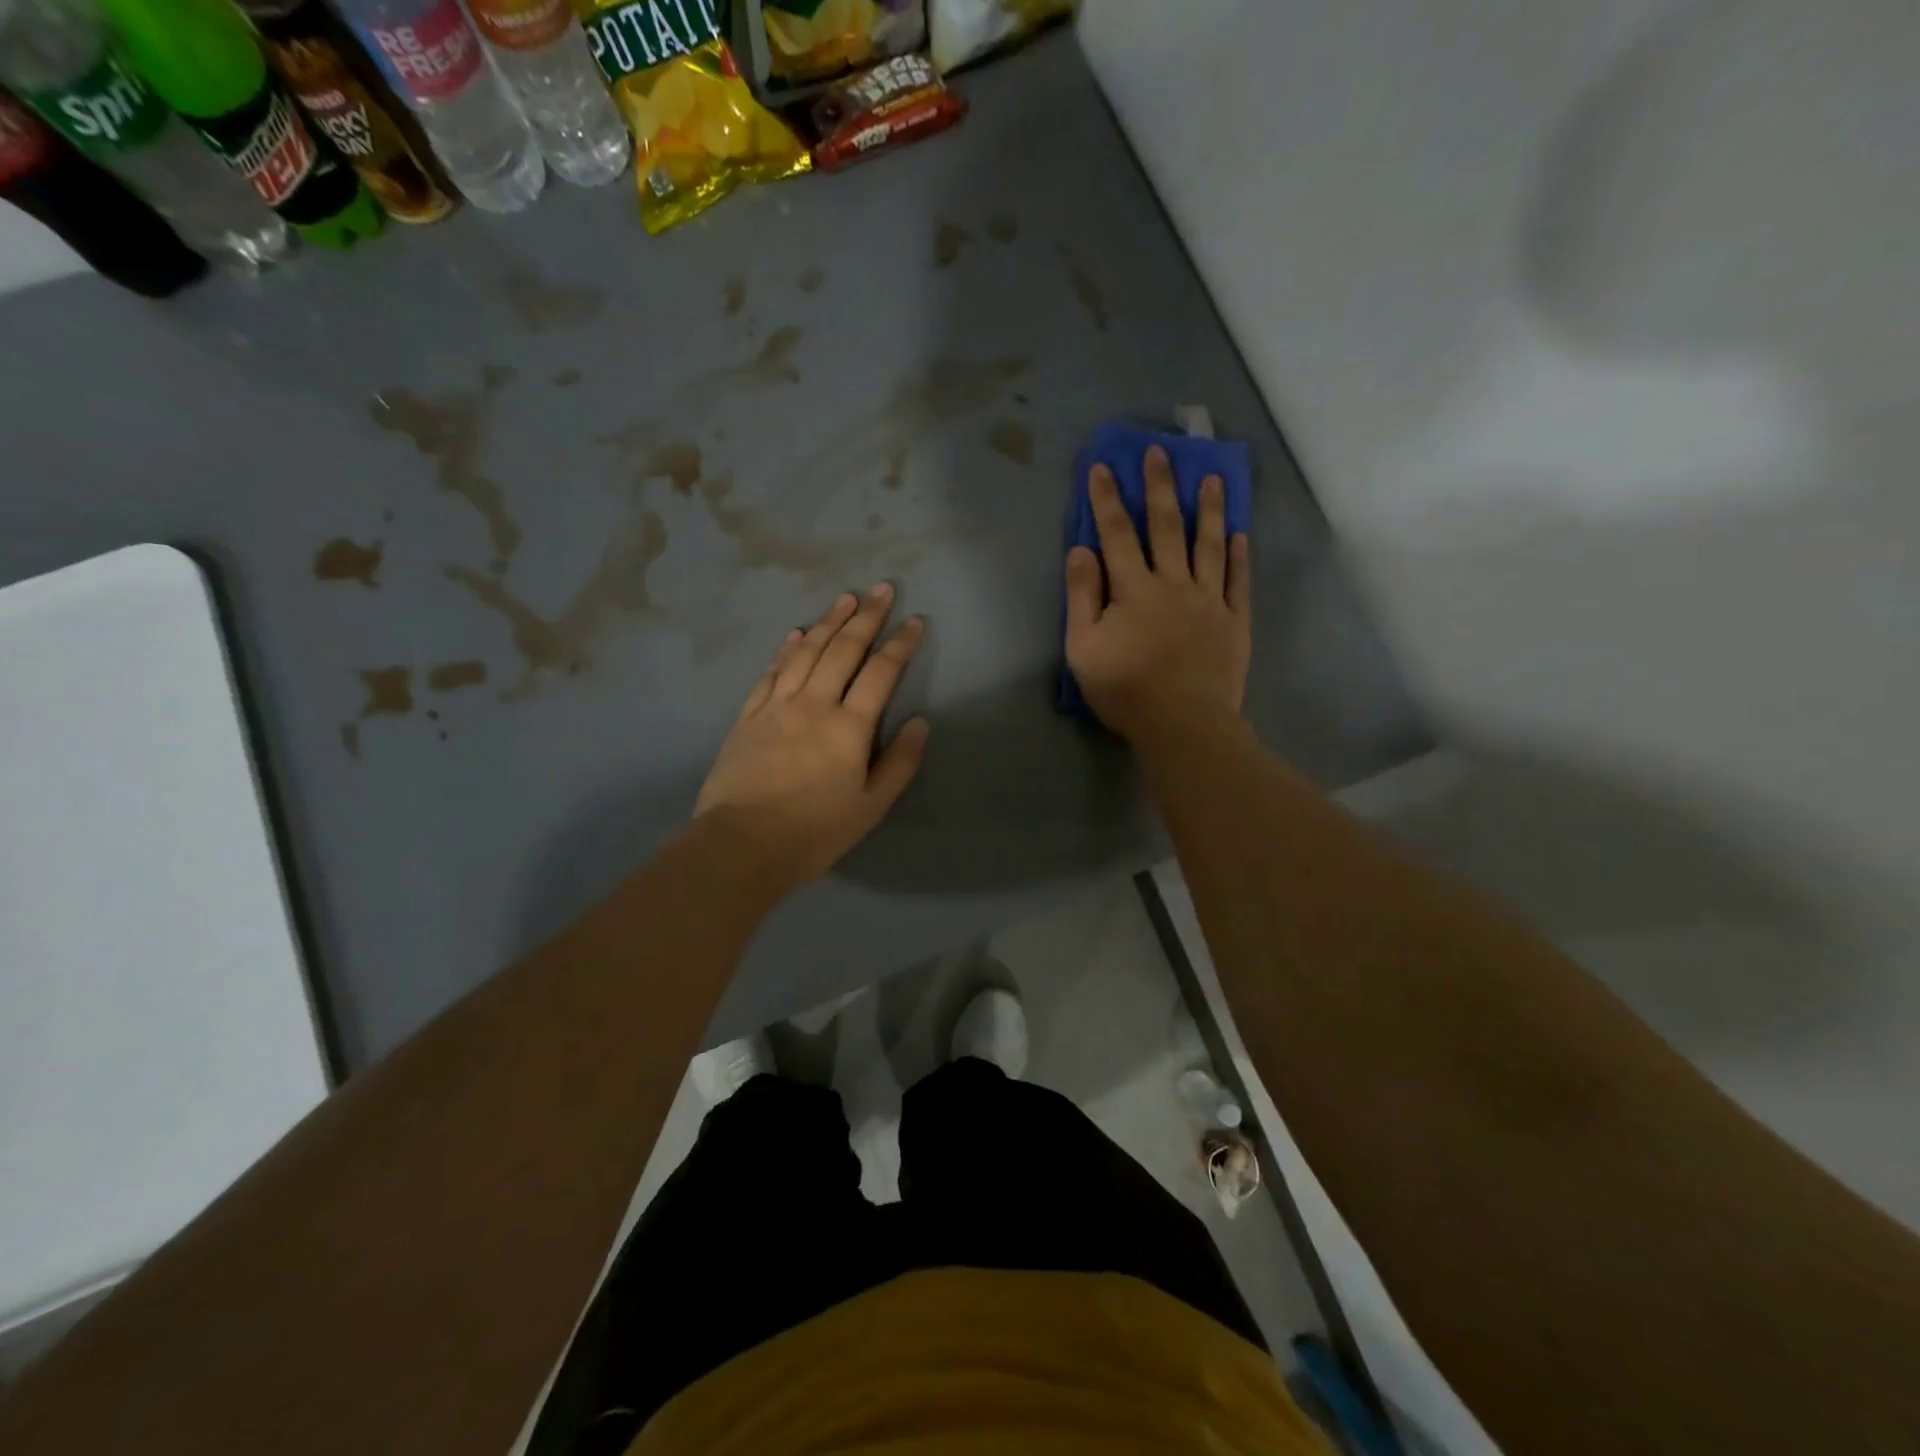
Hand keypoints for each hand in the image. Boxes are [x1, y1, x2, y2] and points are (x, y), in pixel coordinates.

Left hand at [695, 585, 928, 884]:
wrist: (741, 845)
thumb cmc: (814, 832)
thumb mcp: (872, 807)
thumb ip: (900, 763)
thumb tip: (920, 722)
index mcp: (849, 727)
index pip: (881, 673)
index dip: (900, 643)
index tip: (915, 620)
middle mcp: (814, 704)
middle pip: (843, 650)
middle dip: (867, 617)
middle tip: (882, 589)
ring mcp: (777, 706)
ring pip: (806, 651)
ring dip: (828, 621)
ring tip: (846, 598)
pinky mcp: (748, 715)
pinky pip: (771, 672)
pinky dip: (786, 649)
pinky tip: (796, 633)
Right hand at [1064, 445, 1251, 743]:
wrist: (1184, 723)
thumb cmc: (1126, 689)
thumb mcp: (1083, 648)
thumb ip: (1081, 597)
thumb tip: (1081, 550)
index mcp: (1133, 589)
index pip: (1117, 534)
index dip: (1108, 499)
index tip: (1103, 466)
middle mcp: (1173, 583)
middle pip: (1166, 527)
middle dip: (1160, 487)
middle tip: (1161, 452)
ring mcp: (1209, 600)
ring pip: (1209, 545)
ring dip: (1209, 509)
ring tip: (1212, 478)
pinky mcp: (1234, 621)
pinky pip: (1238, 581)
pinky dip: (1238, 556)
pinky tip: (1241, 535)